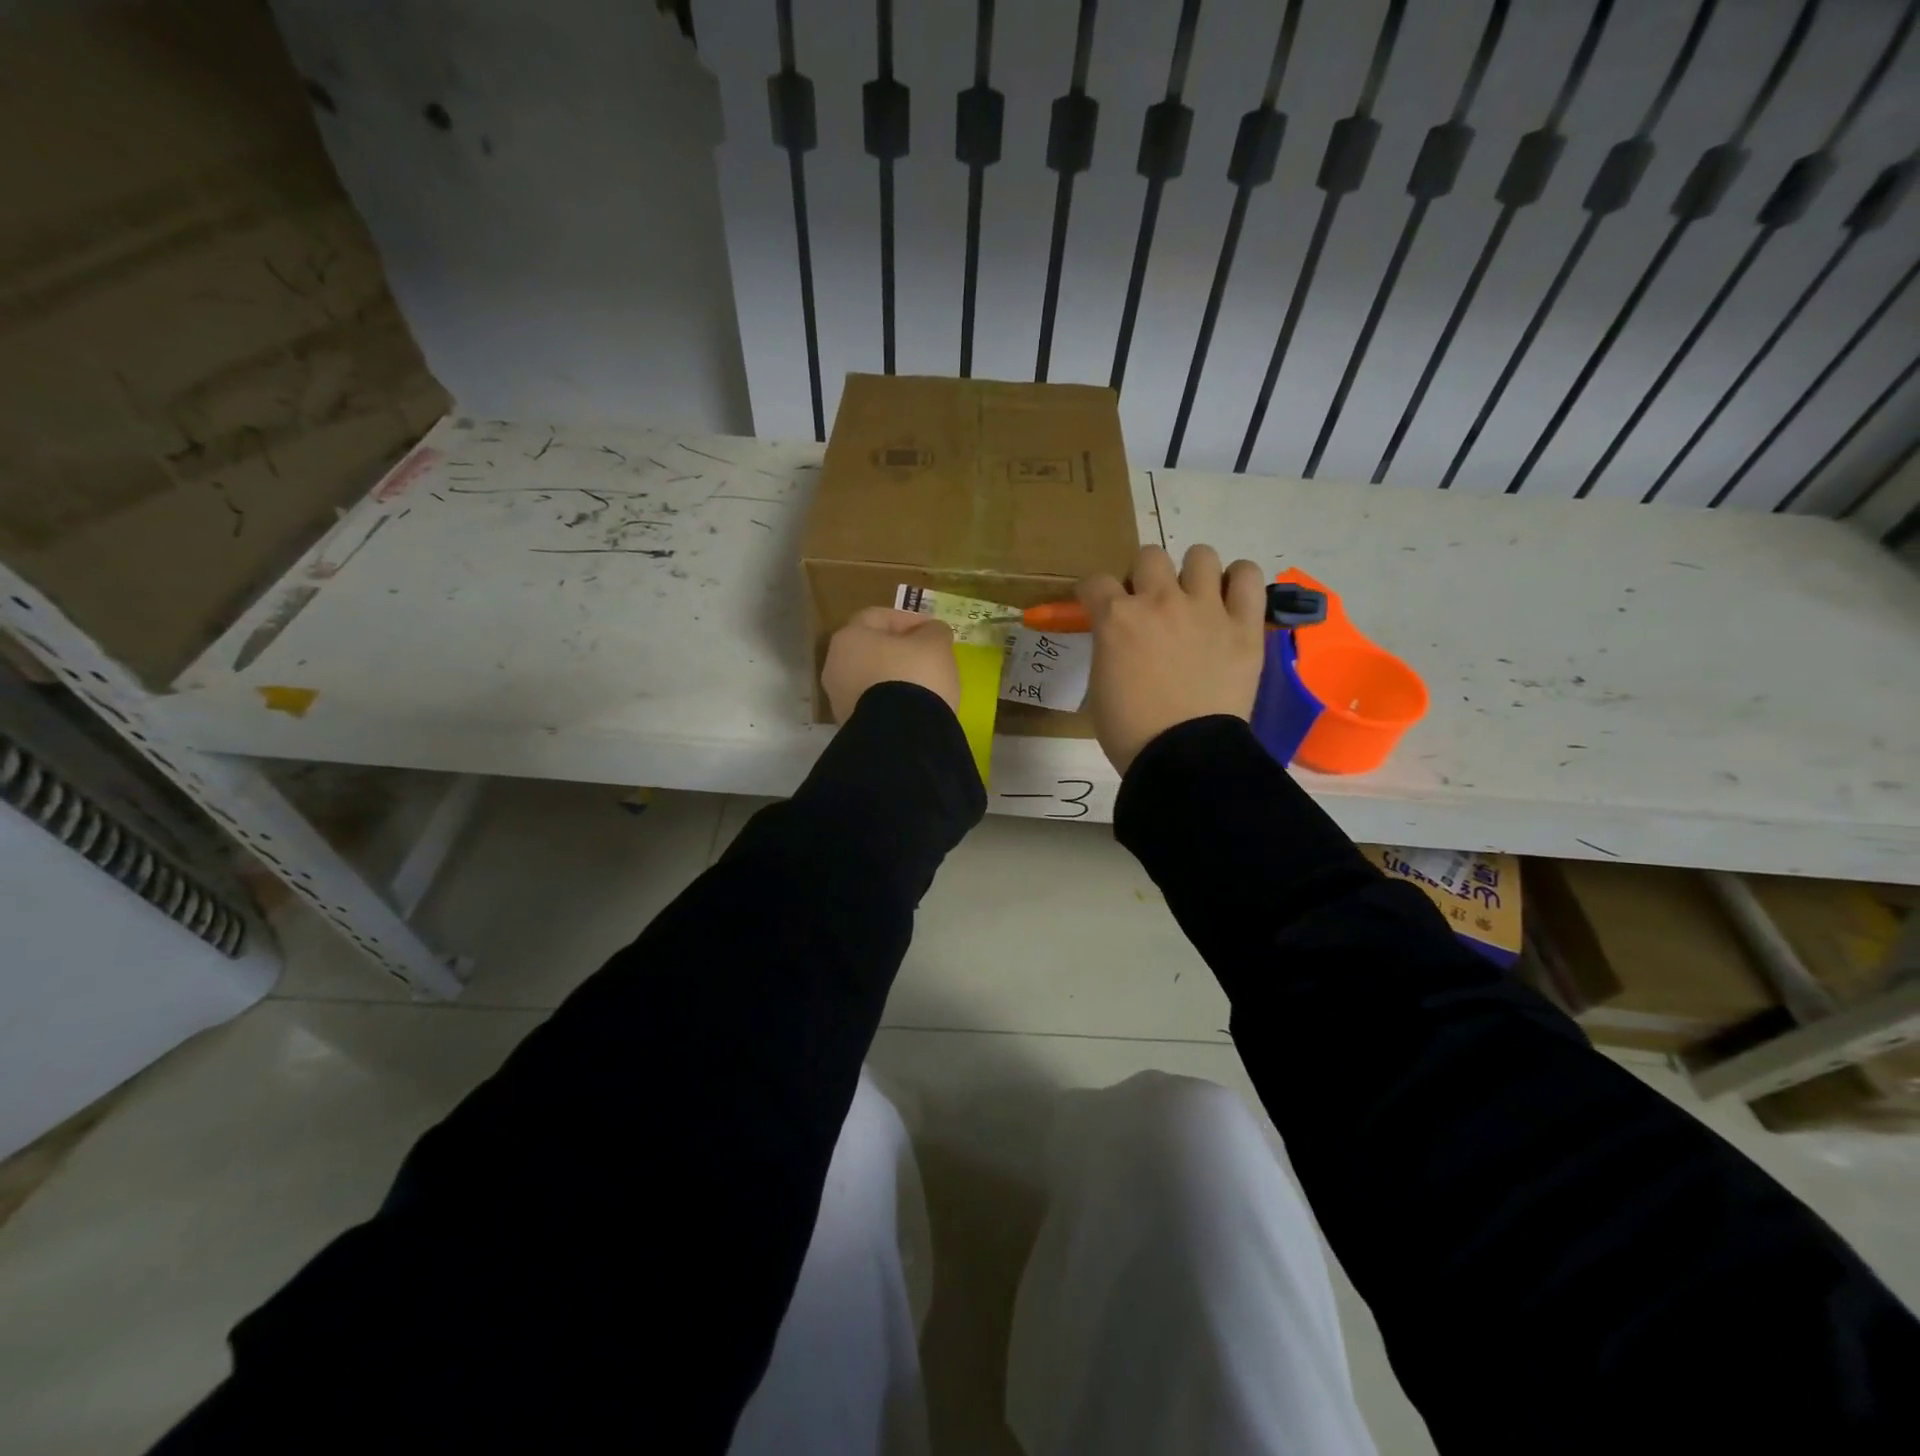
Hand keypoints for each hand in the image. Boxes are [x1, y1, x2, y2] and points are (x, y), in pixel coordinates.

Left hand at [822, 607, 960, 722]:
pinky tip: (912, 707)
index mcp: (849, 637)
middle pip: (870, 649)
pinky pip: (872, 703)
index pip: (878, 617)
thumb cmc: (915, 676)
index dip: (908, 619)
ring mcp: (838, 699)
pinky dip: (890, 701)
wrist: (901, 736)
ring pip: (870, 678)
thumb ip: (934, 631)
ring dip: (893, 677)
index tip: (933, 630)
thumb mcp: (935, 645)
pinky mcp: (849, 725)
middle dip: (898, 650)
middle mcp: (835, 665)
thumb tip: (931, 633)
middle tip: (927, 656)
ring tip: (923, 685)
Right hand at [1076, 544, 1265, 773]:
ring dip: (1192, 573)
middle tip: (1149, 606)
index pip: (1094, 582)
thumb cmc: (1131, 731)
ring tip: (1194, 598)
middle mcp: (1159, 601)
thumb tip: (1119, 639)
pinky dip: (1238, 581)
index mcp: (1117, 619)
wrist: (1183, 757)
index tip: (1097, 605)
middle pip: (1149, 556)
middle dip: (1144, 577)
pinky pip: (1248, 577)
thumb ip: (1108, 649)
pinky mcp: (1244, 625)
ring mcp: (1205, 609)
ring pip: (1200, 555)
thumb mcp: (1101, 684)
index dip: (1093, 593)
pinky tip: (1230, 598)